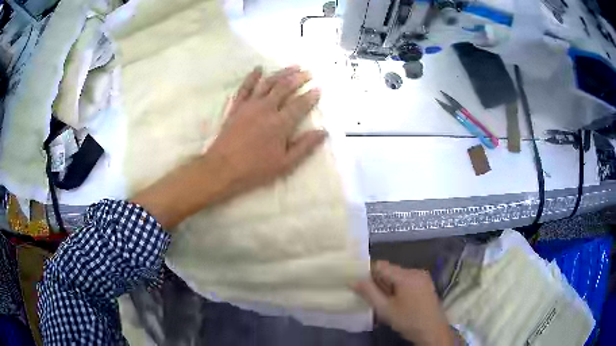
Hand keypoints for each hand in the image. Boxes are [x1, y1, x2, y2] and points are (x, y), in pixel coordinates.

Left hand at [132, 66, 324, 229]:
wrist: (222, 168)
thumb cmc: (255, 169)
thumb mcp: (285, 164)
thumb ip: (305, 146)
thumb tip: (323, 132)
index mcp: (280, 123)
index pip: (300, 104)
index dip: (311, 96)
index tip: (319, 88)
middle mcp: (266, 108)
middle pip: (285, 88)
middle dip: (299, 78)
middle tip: (309, 72)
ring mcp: (250, 105)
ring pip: (268, 83)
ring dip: (282, 73)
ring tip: (293, 66)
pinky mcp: (236, 107)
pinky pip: (245, 87)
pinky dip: (252, 76)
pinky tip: (259, 68)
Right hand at [354, 261, 456, 345]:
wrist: (433, 331)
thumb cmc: (408, 321)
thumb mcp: (385, 309)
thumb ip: (369, 293)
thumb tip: (353, 280)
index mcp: (406, 275)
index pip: (380, 265)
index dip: (368, 273)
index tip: (359, 285)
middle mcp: (415, 271)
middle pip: (390, 270)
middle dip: (378, 282)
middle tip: (372, 298)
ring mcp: (423, 277)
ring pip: (398, 276)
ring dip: (388, 286)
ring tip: (384, 303)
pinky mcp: (426, 284)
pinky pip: (407, 280)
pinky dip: (398, 288)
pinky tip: (396, 302)